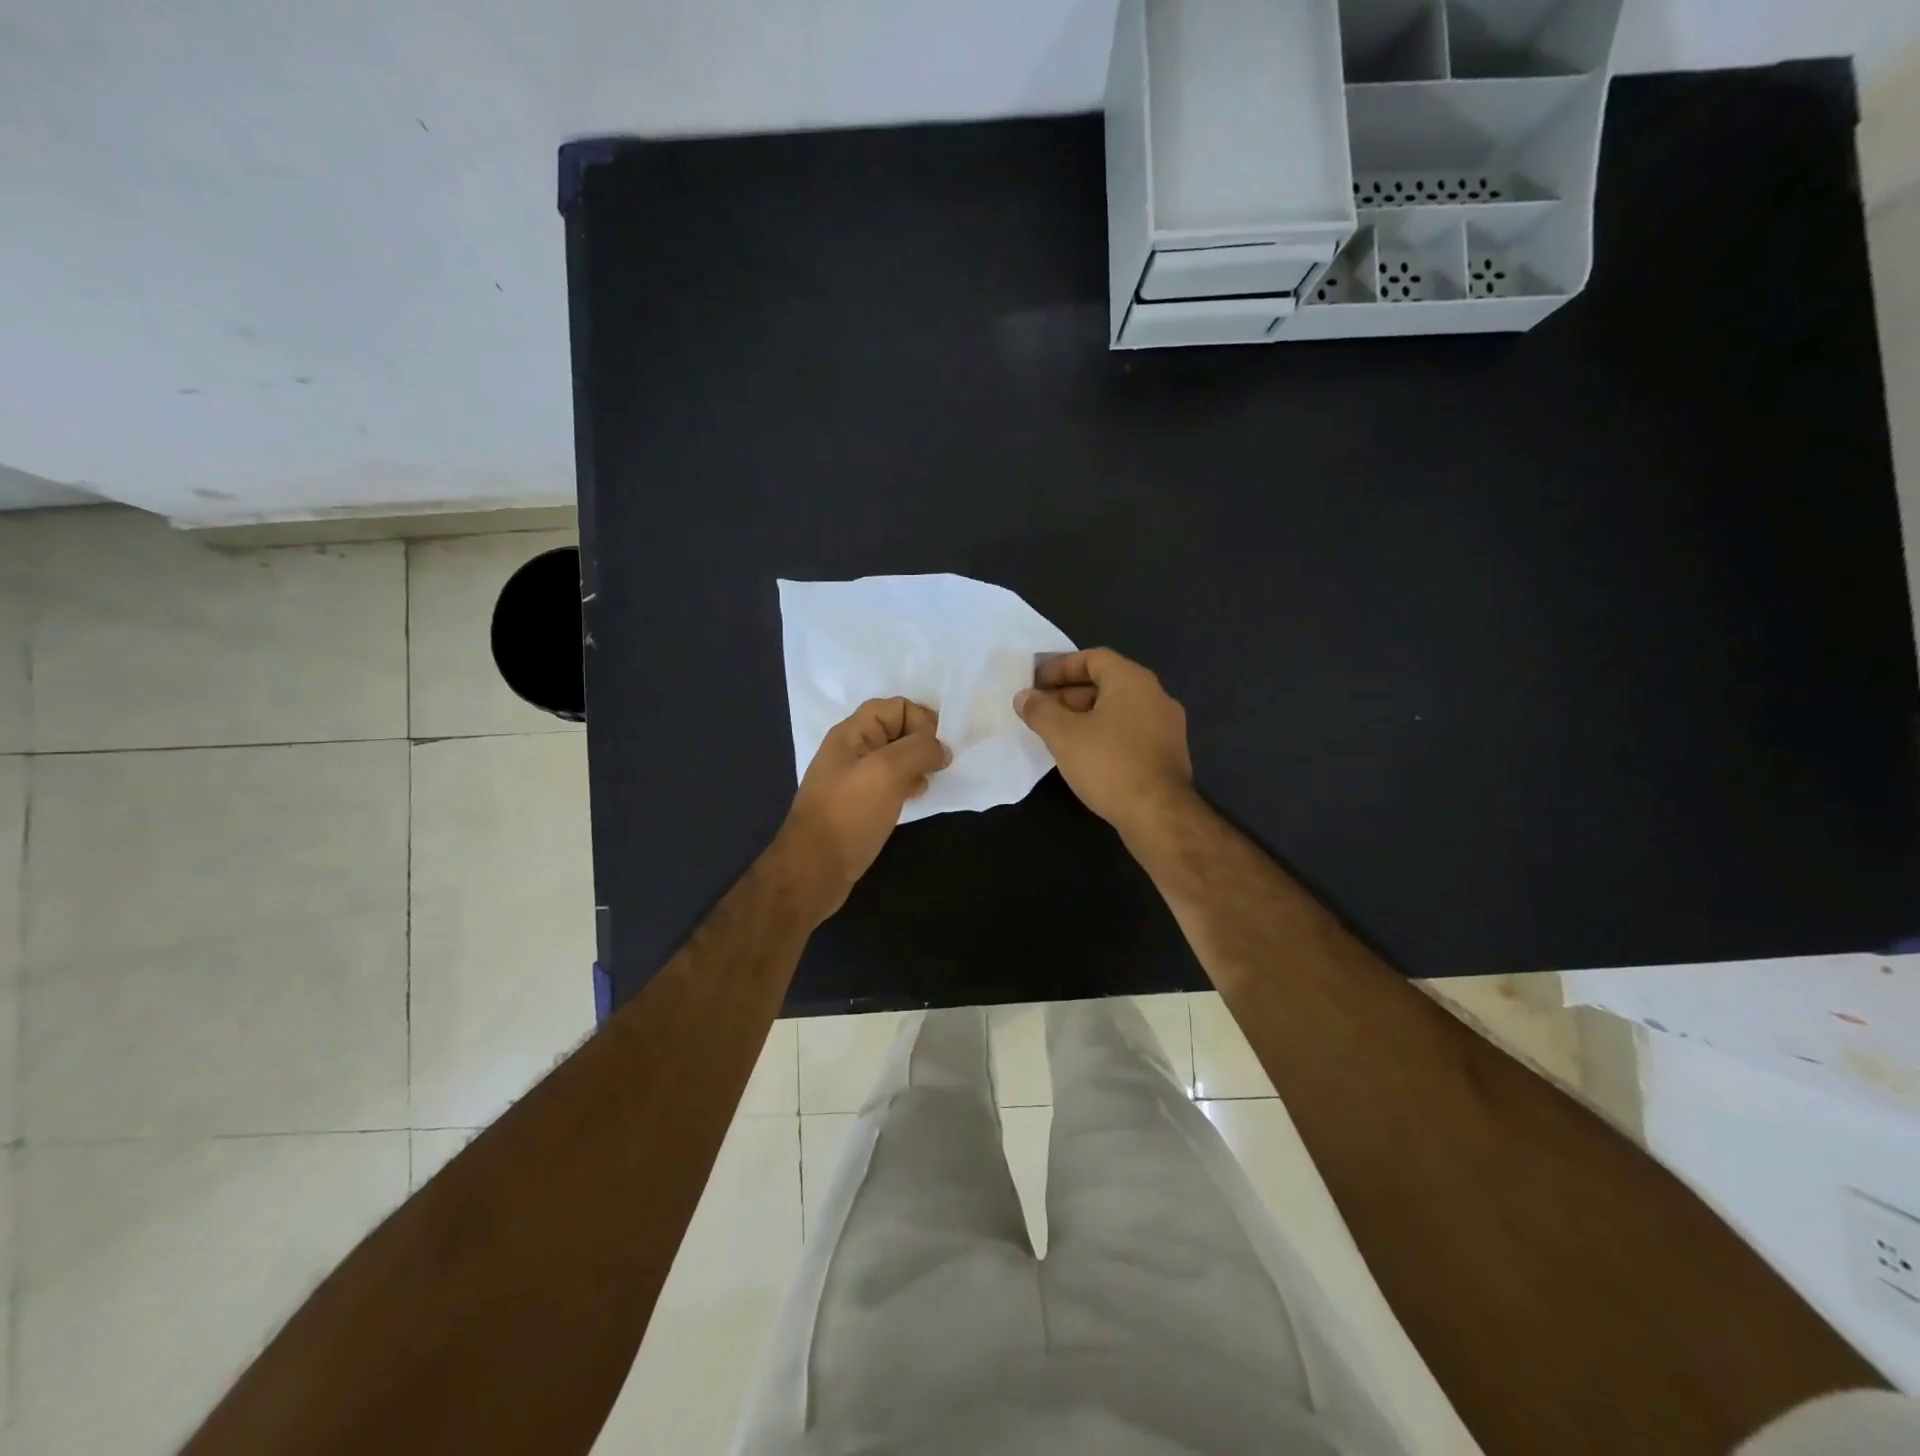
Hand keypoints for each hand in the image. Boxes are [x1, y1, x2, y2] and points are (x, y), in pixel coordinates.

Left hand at [774, 697, 950, 918]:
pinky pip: (889, 782)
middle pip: (896, 730)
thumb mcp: (888, 772)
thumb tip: (942, 748)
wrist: (814, 869)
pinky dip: (907, 785)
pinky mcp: (859, 804)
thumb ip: (919, 750)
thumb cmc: (850, 814)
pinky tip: (913, 799)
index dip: (921, 720)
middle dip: (922, 743)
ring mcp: (854, 778)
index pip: (896, 706)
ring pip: (895, 758)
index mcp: (852, 733)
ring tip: (926, 783)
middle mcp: (851, 750)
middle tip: (937, 767)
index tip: (937, 749)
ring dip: (917, 765)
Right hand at [1014, 648, 1193, 838]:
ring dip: (1084, 716)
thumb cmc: (1108, 764)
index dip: (1060, 667)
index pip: (1093, 658)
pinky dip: (1103, 734)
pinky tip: (1083, 755)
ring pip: (1117, 710)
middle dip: (1068, 693)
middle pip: (1106, 683)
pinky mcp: (1167, 754)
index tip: (1035, 682)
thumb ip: (1040, 711)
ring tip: (1055, 734)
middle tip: (1039, 710)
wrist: (1158, 815)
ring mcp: (1166, 726)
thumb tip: (1024, 697)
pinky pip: (1129, 732)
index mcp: (1132, 681)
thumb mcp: (1063, 735)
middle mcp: (1155, 696)